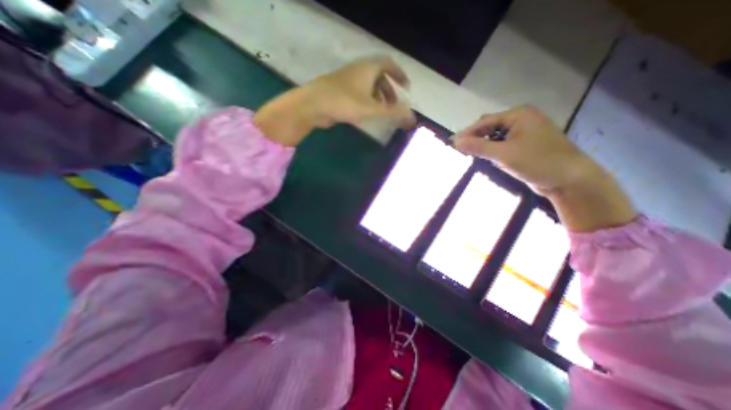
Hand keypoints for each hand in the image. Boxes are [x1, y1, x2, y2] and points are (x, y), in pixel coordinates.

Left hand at [255, 57, 412, 146]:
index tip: (406, 87)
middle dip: (389, 90)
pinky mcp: (340, 91)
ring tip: (381, 112)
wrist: (313, 105)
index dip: (399, 74)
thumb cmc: (344, 102)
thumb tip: (412, 117)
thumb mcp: (371, 108)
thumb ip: (392, 113)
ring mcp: (348, 81)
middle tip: (394, 106)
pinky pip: (359, 93)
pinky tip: (367, 114)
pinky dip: (367, 101)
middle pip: (379, 76)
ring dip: (378, 97)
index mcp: (368, 68)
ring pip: (368, 86)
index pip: (388, 64)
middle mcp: (358, 71)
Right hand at [455, 105, 589, 194]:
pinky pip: (503, 145)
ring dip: (483, 145)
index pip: (484, 122)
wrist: (569, 180)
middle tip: (460, 151)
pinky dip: (493, 151)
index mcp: (518, 115)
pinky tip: (487, 159)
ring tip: (470, 155)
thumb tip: (455, 142)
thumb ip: (477, 147)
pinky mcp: (526, 145)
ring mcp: (525, 133)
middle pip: (490, 127)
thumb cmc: (537, 162)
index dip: (467, 133)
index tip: (452, 144)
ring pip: (496, 137)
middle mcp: (521, 120)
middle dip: (475, 138)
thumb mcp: (503, 154)